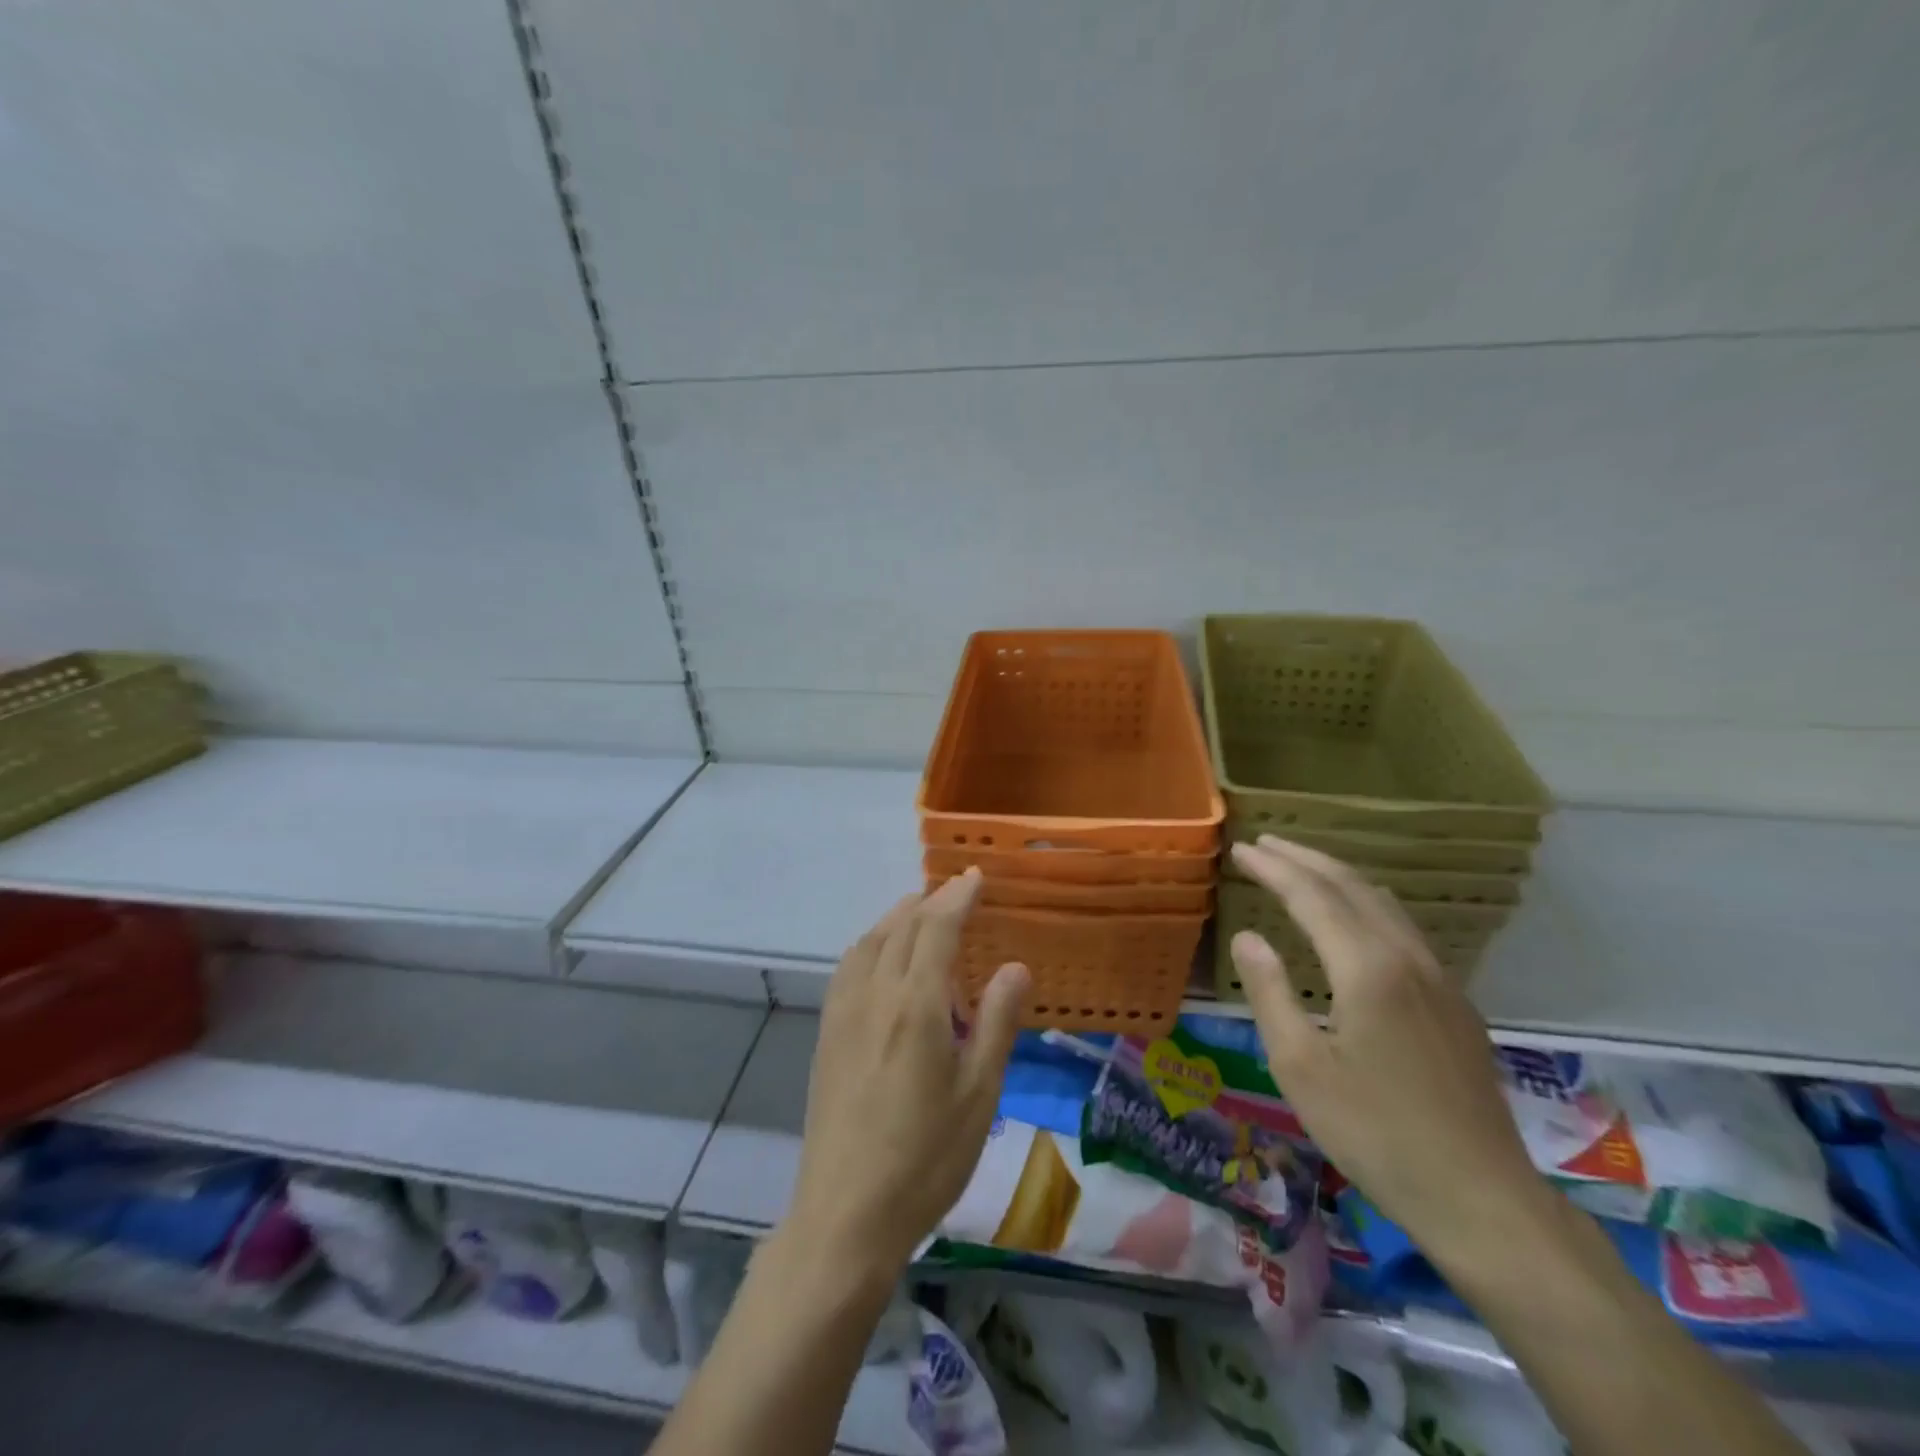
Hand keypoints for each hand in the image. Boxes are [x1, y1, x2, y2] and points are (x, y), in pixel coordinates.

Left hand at [781, 870, 1030, 1286]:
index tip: (975, 876)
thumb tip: (1015, 965)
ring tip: (922, 915)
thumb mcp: (979, 1093)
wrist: (846, 1213)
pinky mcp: (827, 1033)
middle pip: (902, 927)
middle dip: (931, 901)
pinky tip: (881, 959)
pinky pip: (850, 965)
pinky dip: (872, 943)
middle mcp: (874, 994)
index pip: (937, 927)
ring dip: (898, 918)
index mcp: (915, 1004)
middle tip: (957, 892)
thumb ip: (997, 1022)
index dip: (957, 896)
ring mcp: (843, 1012)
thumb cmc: (926, 1157)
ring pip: (870, 941)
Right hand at [1228, 836, 1547, 1263]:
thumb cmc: (1375, 1132)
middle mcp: (1407, 958)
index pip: (1311, 896)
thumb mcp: (1300, 1066)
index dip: (1273, 869)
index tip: (1241, 849)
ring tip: (1302, 868)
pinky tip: (1354, 920)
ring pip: (1384, 904)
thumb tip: (1248, 935)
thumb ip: (1269, 992)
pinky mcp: (1455, 1004)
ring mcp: (1439, 979)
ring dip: (1338, 876)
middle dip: (1305, 859)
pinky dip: (1365, 903)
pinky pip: (1403, 929)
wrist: (1481, 1197)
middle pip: (1352, 886)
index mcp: (1366, 968)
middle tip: (1265, 844)